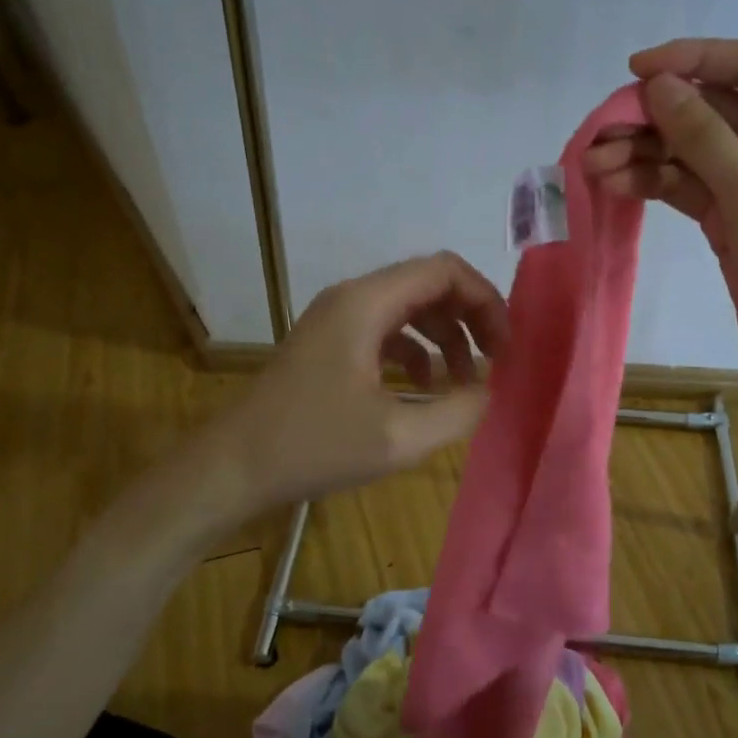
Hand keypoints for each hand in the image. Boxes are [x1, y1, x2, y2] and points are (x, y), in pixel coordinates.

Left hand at [214, 252, 509, 510]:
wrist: (232, 467)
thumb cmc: (314, 446)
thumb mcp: (399, 437)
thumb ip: (458, 410)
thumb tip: (490, 389)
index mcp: (368, 303)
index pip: (445, 270)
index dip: (485, 300)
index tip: (505, 346)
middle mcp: (353, 298)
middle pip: (430, 284)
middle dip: (471, 318)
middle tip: (496, 361)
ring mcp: (338, 320)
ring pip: (410, 308)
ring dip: (446, 337)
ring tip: (466, 383)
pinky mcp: (330, 344)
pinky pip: (387, 331)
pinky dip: (417, 352)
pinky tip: (425, 389)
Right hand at [583, 38, 737, 399]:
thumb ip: (705, 137)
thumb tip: (658, 85)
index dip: (695, 60)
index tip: (636, 69)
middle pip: (716, 112)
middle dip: (657, 121)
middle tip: (600, 131)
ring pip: (695, 151)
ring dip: (646, 154)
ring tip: (593, 165)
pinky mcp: (736, 217)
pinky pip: (690, 185)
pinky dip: (654, 182)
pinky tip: (615, 183)